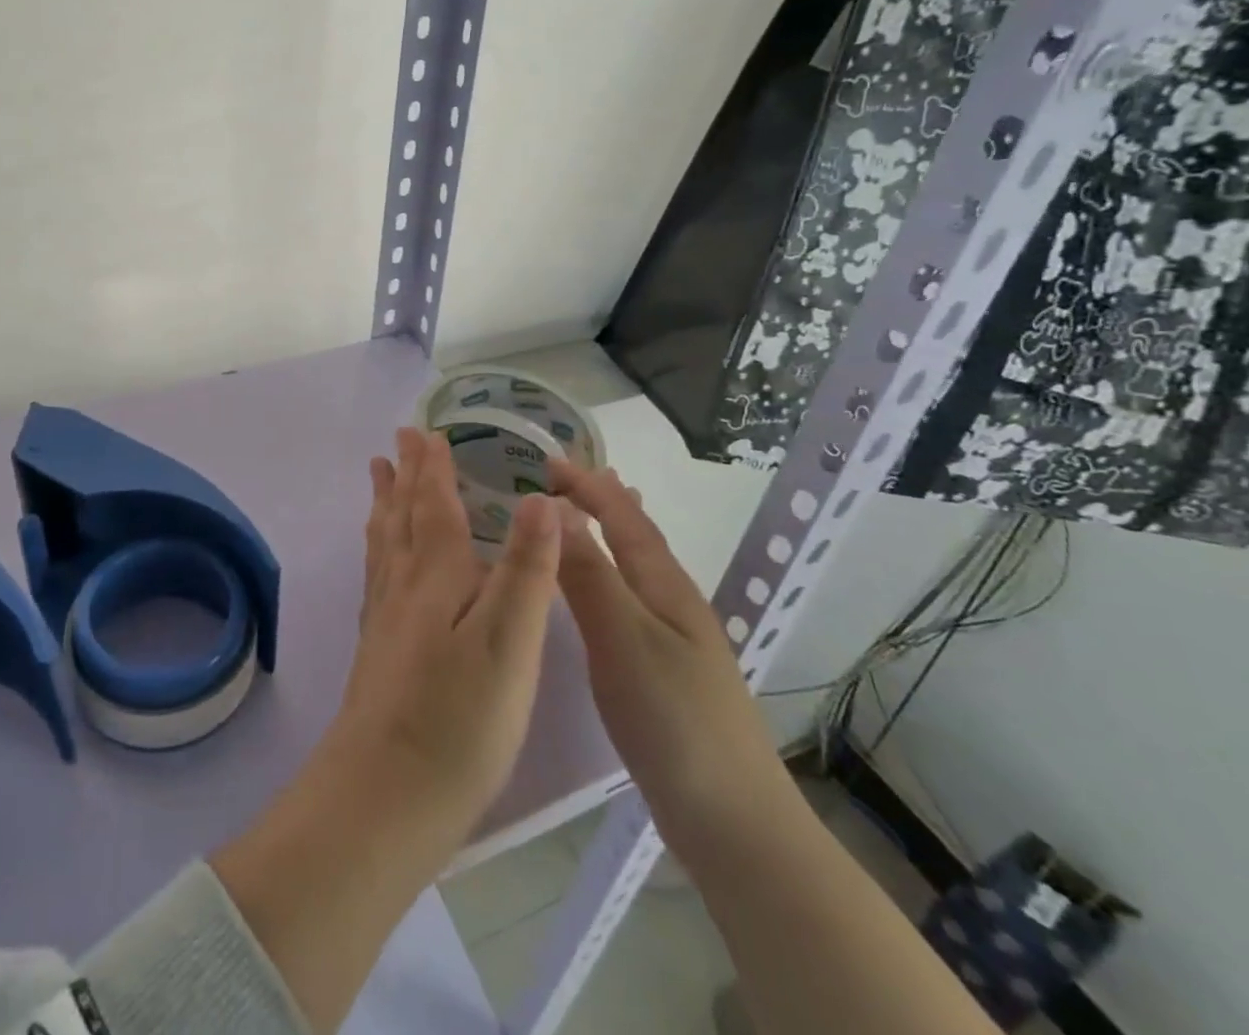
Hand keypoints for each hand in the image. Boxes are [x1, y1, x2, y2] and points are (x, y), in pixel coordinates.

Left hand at [329, 427, 563, 847]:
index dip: (433, 467)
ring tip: (378, 477)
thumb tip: (538, 498)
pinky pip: (376, 572)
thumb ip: (524, 570)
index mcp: (435, 575)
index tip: (425, 431)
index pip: (434, 505)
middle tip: (398, 440)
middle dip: (405, 475)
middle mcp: (402, 584)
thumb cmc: (459, 718)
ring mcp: (384, 616)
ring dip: (385, 503)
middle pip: (402, 515)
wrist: (386, 792)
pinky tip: (381, 558)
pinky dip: (379, 546)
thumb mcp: (509, 642)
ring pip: (383, 541)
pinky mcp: (377, 647)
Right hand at [546, 459, 796, 867]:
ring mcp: (674, 639)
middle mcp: (673, 603)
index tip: (547, 460)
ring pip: (635, 568)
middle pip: (637, 536)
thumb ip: (588, 573)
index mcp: (665, 587)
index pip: (623, 518)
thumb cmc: (674, 720)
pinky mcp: (665, 671)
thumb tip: (555, 508)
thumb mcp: (622, 638)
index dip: (588, 486)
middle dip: (602, 500)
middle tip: (566, 477)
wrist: (733, 821)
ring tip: (588, 515)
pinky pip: (630, 599)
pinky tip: (600, 594)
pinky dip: (609, 574)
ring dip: (608, 534)